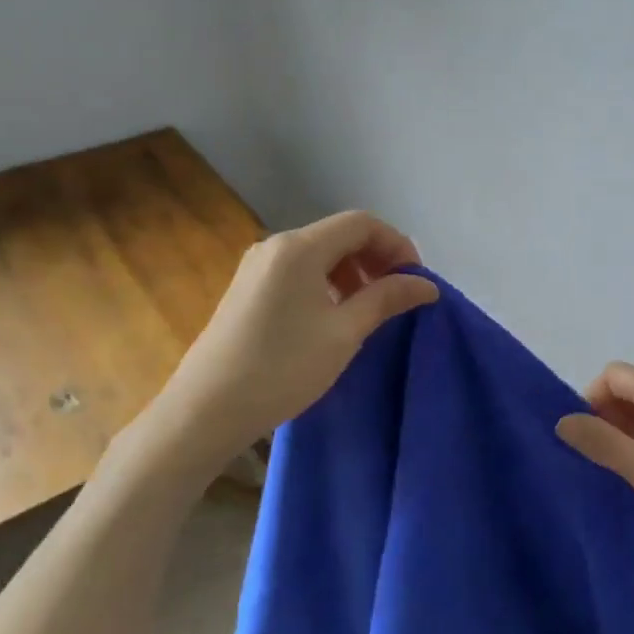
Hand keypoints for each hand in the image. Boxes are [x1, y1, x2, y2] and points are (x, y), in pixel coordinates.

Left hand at [144, 212, 438, 460]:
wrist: (207, 409)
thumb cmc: (283, 368)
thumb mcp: (344, 333)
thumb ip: (386, 299)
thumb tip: (426, 285)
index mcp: (300, 248)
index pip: (361, 224)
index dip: (397, 244)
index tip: (415, 280)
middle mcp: (276, 245)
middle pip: (340, 235)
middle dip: (376, 258)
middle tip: (397, 295)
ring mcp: (257, 266)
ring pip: (320, 254)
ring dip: (352, 272)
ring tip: (368, 310)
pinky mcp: (248, 288)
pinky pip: (299, 271)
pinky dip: (327, 283)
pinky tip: (334, 316)